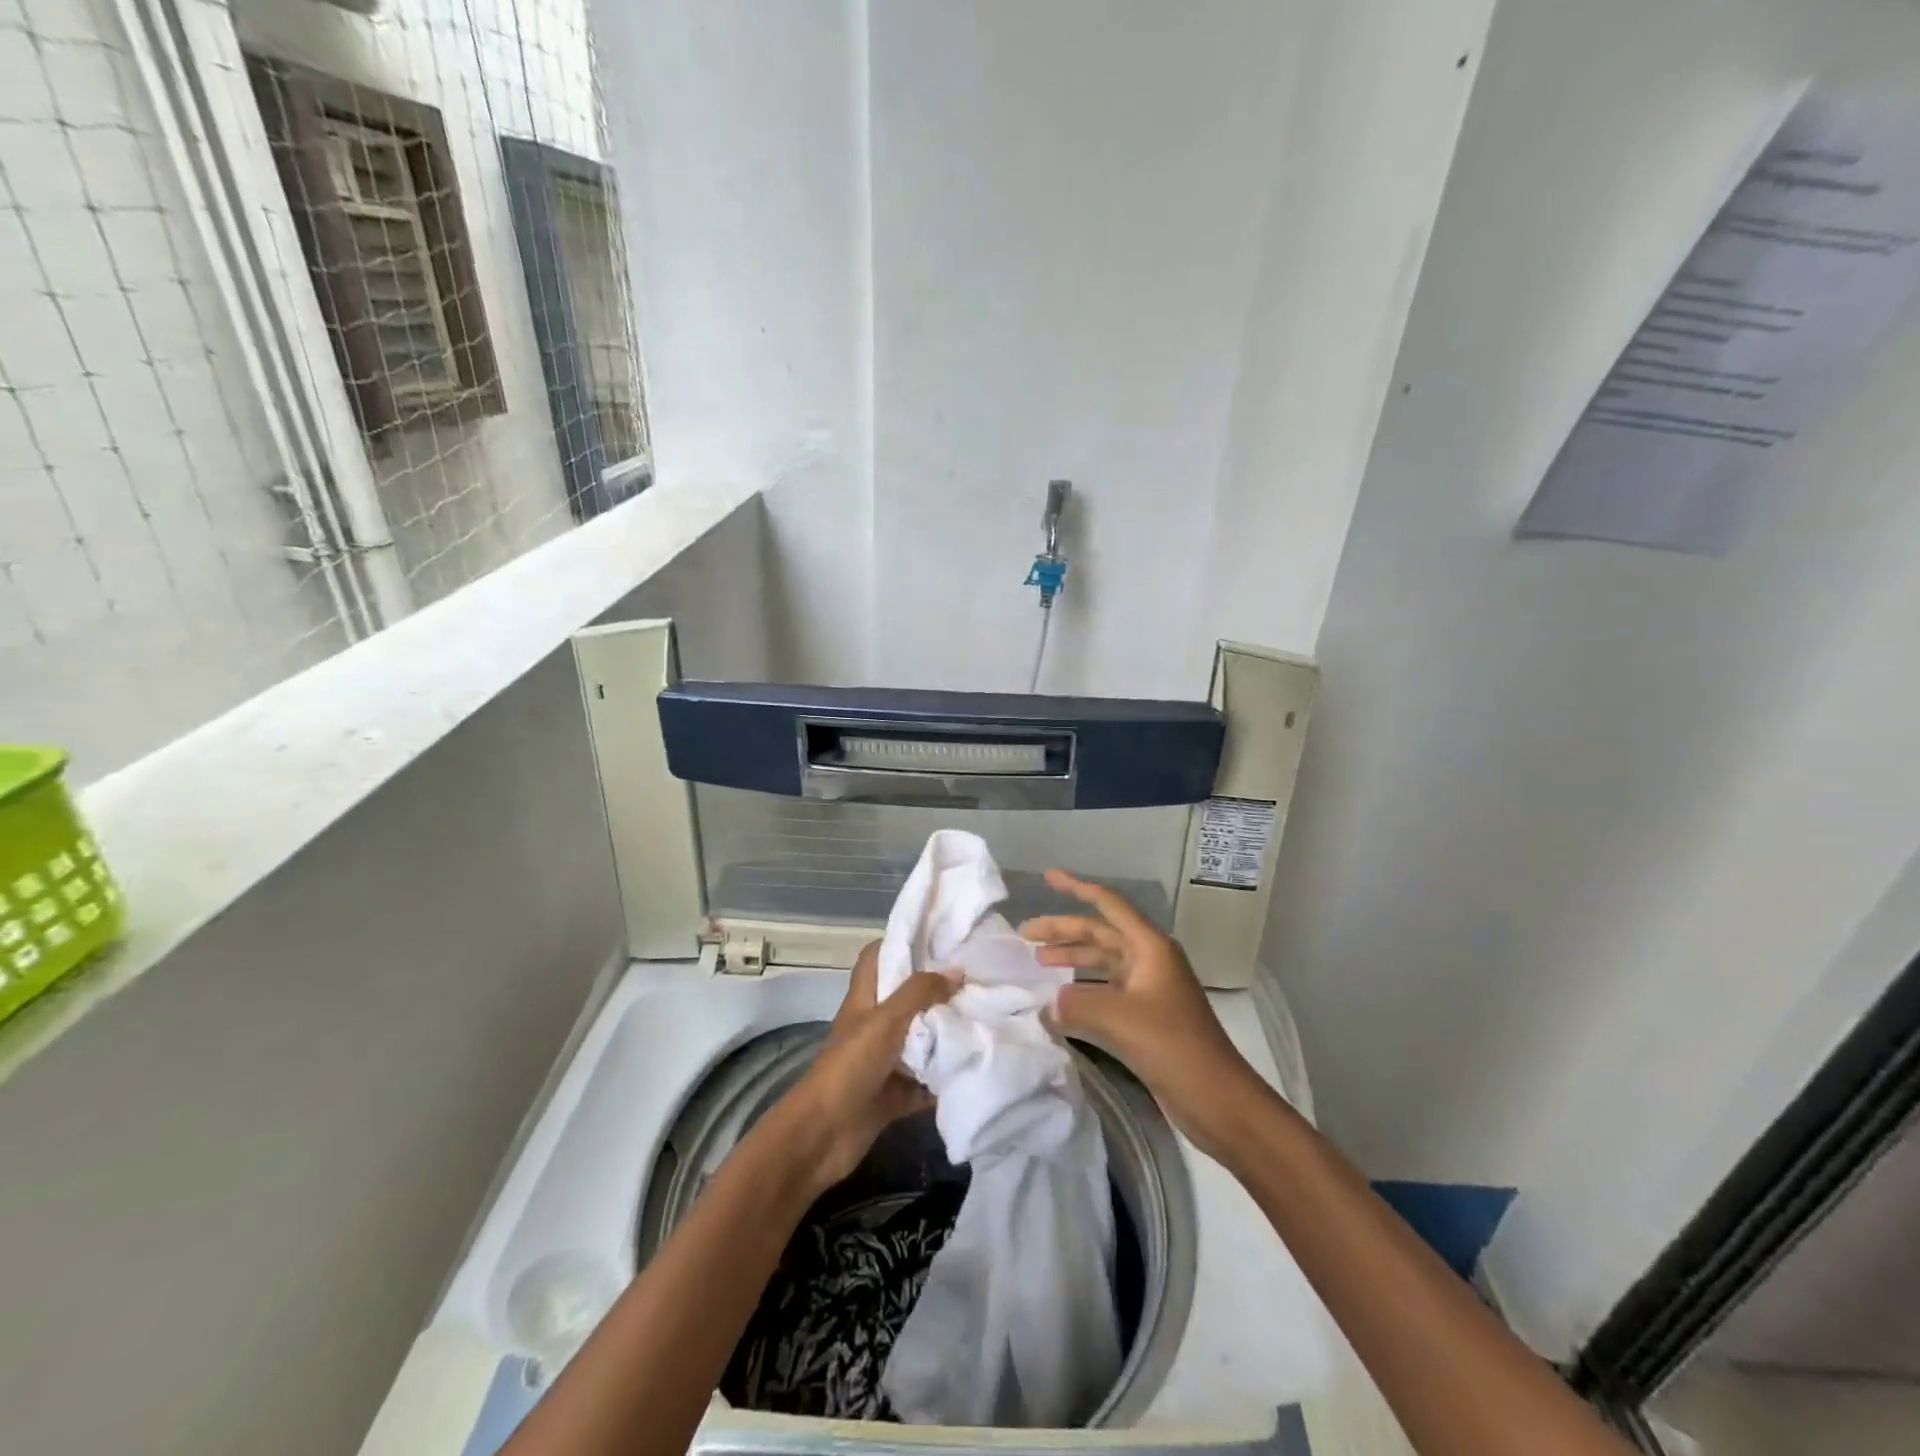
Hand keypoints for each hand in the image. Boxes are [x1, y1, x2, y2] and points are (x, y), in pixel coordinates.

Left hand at [759, 943, 953, 1195]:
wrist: (824, 1135)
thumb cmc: (850, 1066)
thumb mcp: (886, 1020)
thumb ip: (920, 993)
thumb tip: (957, 971)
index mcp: (865, 1000)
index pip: (877, 958)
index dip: (900, 943)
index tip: (937, 939)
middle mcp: (874, 1026)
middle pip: (907, 999)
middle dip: (938, 991)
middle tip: (977, 980)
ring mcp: (884, 1061)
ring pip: (920, 1040)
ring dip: (947, 1035)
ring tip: (986, 1019)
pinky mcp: (894, 1095)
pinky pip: (926, 1081)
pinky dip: (945, 1077)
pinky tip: (976, 1066)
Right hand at [1021, 869, 1263, 1157]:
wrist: (1217, 1098)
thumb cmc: (1173, 1046)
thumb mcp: (1119, 1018)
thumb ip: (1076, 1002)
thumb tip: (1050, 1002)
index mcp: (1150, 947)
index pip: (1108, 905)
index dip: (1076, 888)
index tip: (1047, 878)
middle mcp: (1149, 960)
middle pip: (1100, 933)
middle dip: (1063, 930)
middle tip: (1024, 935)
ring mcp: (1148, 989)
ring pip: (1102, 962)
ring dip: (1071, 958)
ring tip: (1037, 962)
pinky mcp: (1145, 1017)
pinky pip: (1106, 990)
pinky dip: (1082, 989)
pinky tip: (1060, 999)